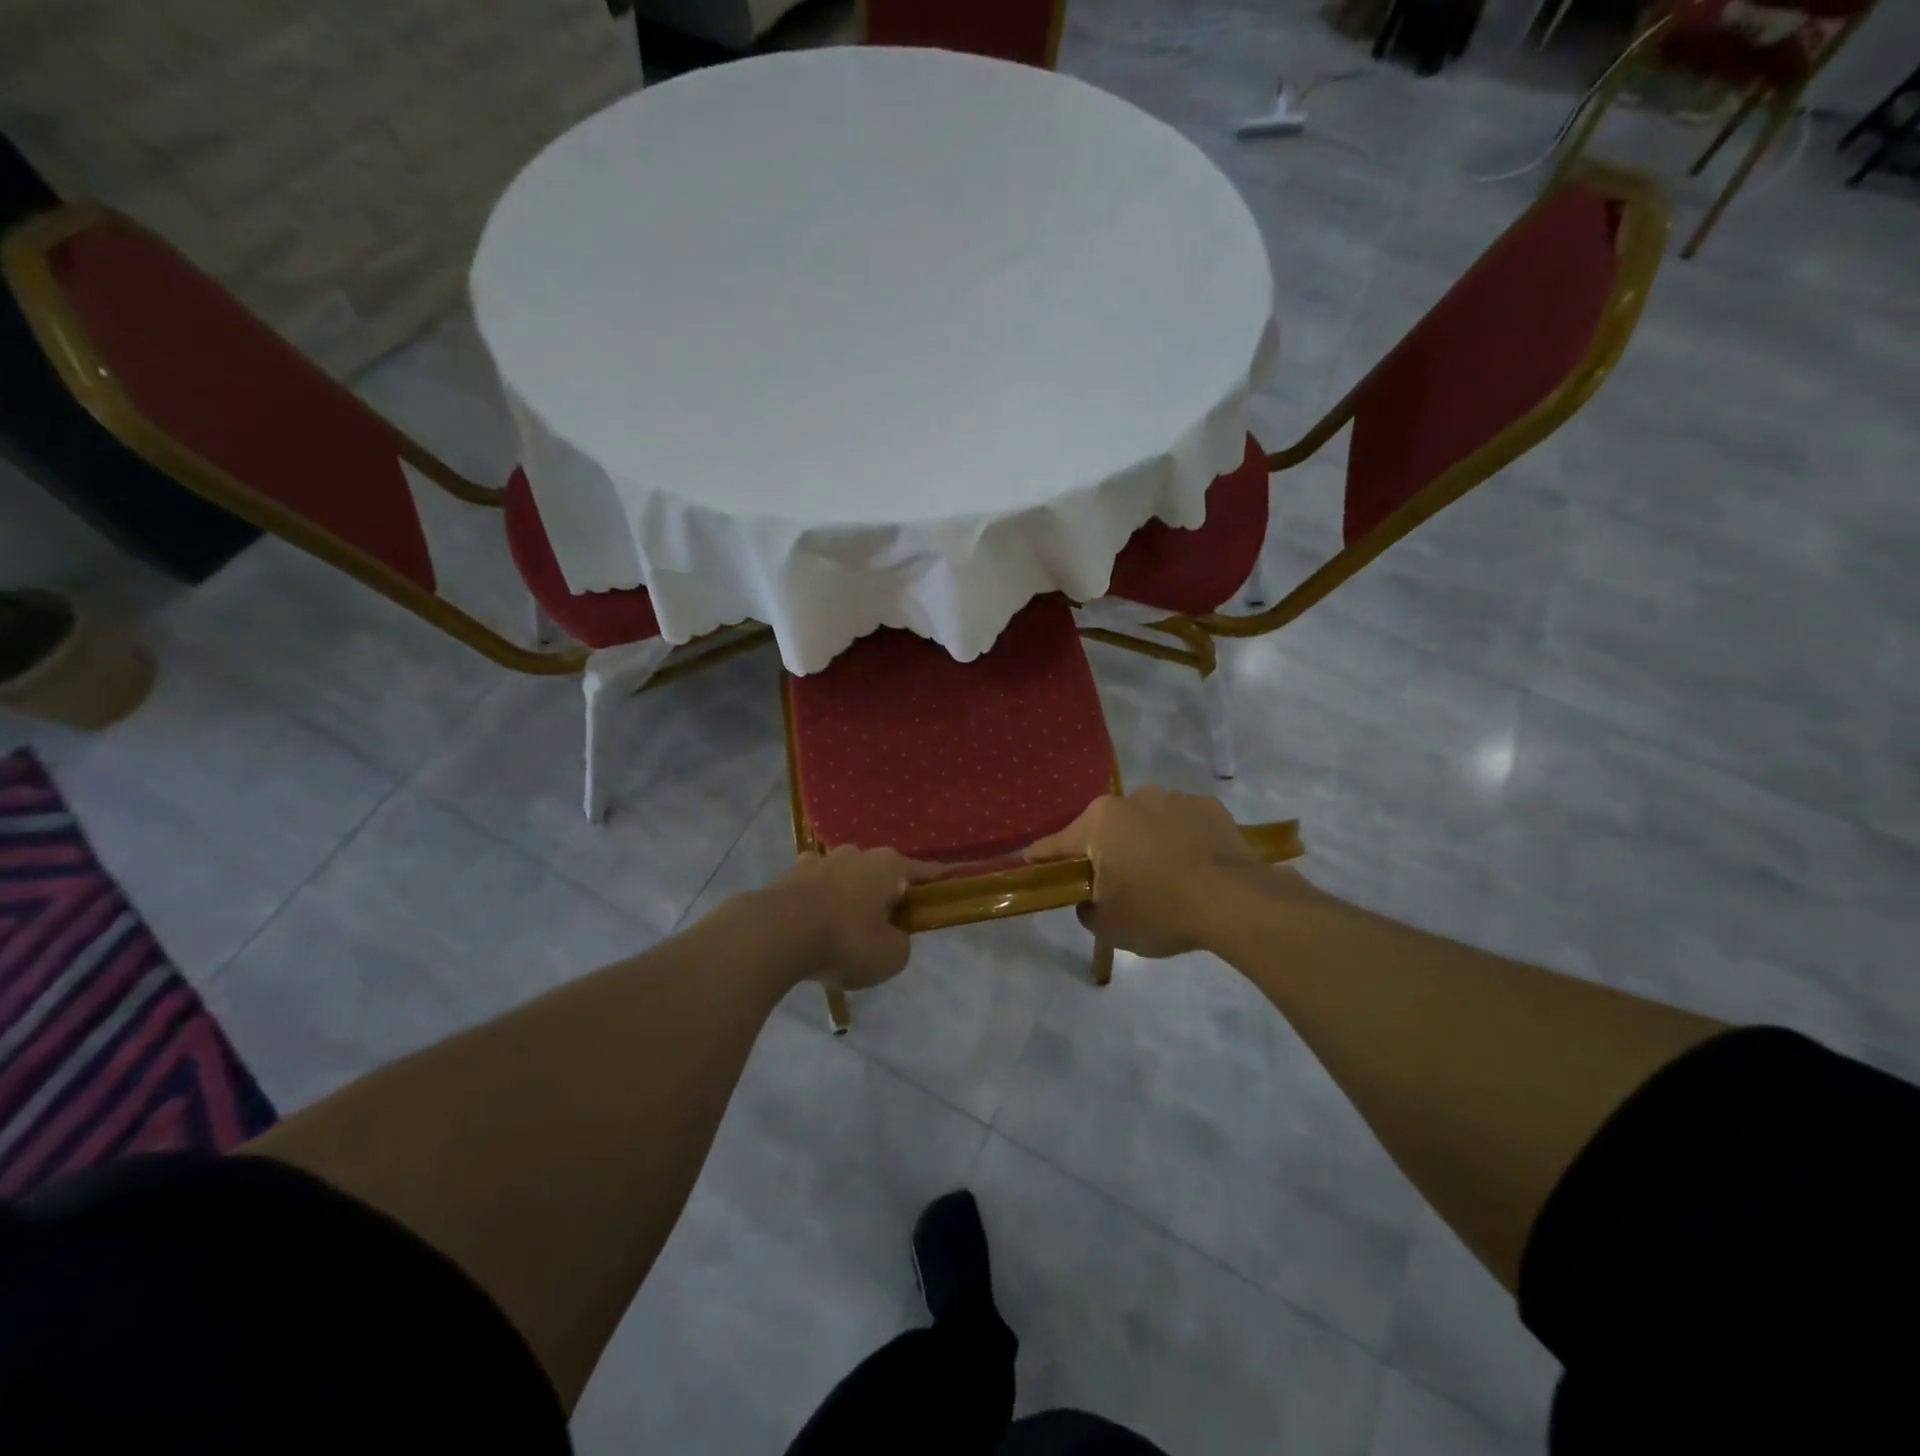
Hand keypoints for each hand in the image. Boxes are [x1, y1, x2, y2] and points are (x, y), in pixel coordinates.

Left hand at [762, 846, 939, 990]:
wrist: (775, 934)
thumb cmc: (844, 942)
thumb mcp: (890, 956)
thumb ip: (900, 943)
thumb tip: (890, 934)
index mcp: (890, 867)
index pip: (926, 872)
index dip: (940, 882)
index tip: (951, 886)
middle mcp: (858, 854)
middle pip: (882, 873)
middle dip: (886, 894)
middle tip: (886, 926)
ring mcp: (821, 860)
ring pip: (847, 877)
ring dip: (851, 896)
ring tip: (844, 928)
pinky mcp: (790, 874)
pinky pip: (816, 887)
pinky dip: (820, 902)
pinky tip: (813, 924)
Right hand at [1025, 788, 1284, 956]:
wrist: (1235, 901)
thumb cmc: (1160, 911)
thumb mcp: (1109, 926)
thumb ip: (1087, 910)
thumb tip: (1089, 900)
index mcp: (1099, 822)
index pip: (1056, 844)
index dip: (1042, 859)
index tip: (1030, 866)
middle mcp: (1132, 799)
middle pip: (1105, 829)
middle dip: (1103, 852)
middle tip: (1114, 885)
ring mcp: (1174, 798)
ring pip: (1145, 823)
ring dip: (1144, 843)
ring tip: (1163, 877)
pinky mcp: (1209, 806)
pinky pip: (1182, 824)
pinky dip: (1180, 841)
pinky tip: (1193, 868)